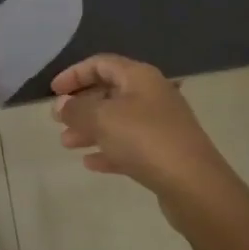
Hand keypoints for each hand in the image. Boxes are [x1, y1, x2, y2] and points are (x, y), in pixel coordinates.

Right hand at [51, 55, 235, 217]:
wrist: (195, 185)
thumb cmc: (145, 140)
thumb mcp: (102, 119)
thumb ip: (76, 109)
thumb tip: (61, 104)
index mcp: (139, 76)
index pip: (101, 63)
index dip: (74, 74)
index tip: (53, 91)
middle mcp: (152, 94)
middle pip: (109, 91)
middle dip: (81, 105)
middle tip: (58, 120)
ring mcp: (161, 124)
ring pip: (118, 120)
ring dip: (91, 129)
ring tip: (67, 144)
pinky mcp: (165, 152)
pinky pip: (130, 145)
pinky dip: (109, 150)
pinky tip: (90, 163)